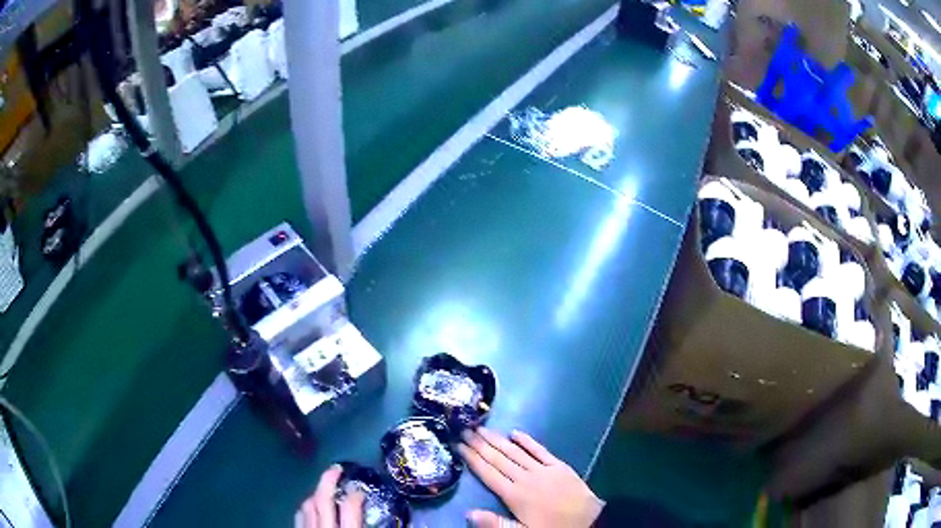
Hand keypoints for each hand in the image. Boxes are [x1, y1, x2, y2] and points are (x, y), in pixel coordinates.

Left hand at [295, 464, 364, 527]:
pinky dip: (305, 508)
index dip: (355, 494)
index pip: (350, 507)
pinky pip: (299, 516)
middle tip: (336, 468)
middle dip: (328, 479)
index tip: (359, 488)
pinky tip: (310, 506)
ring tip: (324, 487)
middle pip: (322, 498)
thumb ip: (363, 524)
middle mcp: (324, 527)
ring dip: (316, 493)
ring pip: (307, 505)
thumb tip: (376, 515)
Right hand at [459, 428, 603, 527]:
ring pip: (515, 451)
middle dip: (479, 444)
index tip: (458, 445)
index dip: (471, 459)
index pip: (488, 473)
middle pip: (498, 458)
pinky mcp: (558, 466)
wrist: (588, 521)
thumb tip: (468, 512)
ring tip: (481, 428)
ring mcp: (542, 470)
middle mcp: (525, 478)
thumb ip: (495, 523)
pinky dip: (527, 441)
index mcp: (514, 495)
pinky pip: (540, 450)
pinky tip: (515, 432)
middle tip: (464, 430)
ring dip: (497, 439)